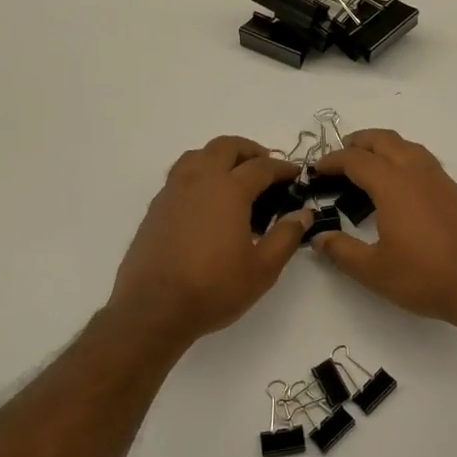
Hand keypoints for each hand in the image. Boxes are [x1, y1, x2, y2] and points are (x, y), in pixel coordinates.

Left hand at [107, 136, 310, 342]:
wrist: (153, 310)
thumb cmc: (214, 288)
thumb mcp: (263, 269)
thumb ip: (286, 236)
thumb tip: (303, 214)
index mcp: (229, 191)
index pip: (261, 167)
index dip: (283, 168)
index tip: (296, 175)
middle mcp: (199, 181)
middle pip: (225, 147)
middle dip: (250, 151)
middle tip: (266, 168)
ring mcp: (172, 192)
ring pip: (197, 156)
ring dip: (219, 157)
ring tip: (233, 177)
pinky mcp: (155, 208)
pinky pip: (180, 176)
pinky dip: (198, 175)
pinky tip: (206, 201)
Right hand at [311, 130, 456, 329]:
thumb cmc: (424, 277)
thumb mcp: (374, 270)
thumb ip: (341, 250)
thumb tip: (318, 236)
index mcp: (394, 186)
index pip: (357, 160)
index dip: (333, 160)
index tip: (317, 169)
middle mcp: (418, 173)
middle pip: (385, 141)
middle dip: (359, 142)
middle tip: (341, 154)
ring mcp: (442, 181)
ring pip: (409, 147)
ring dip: (385, 147)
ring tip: (370, 163)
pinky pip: (427, 163)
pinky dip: (407, 160)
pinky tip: (404, 185)